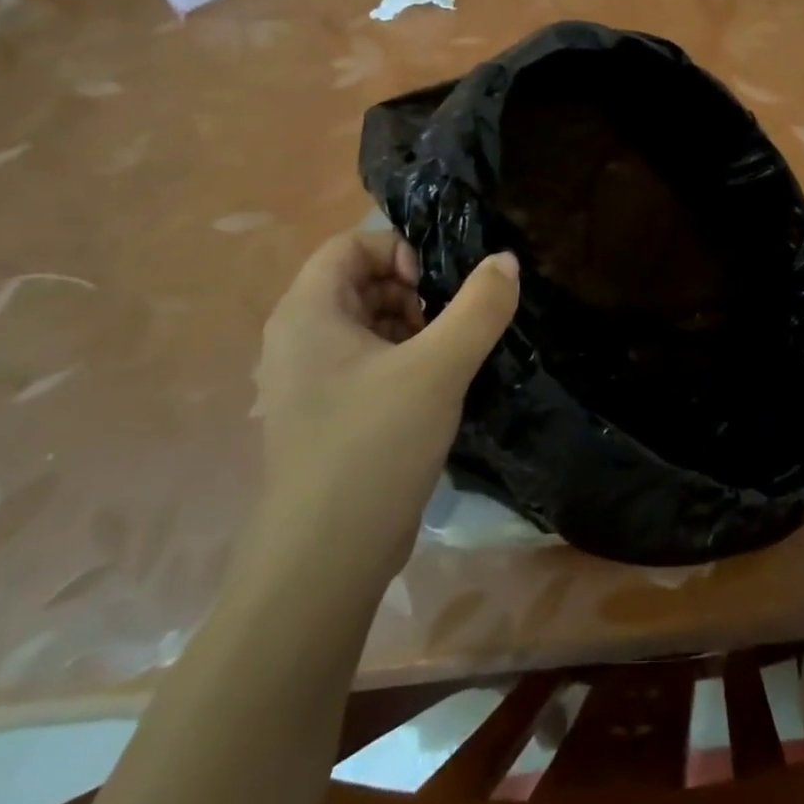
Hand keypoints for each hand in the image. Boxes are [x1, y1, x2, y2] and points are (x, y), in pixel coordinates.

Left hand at [253, 225, 519, 570]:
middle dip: (413, 291)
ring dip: (414, 328)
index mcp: (307, 313)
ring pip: (368, 324)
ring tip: (449, 357)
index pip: (351, 245)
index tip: (437, 286)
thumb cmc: (373, 446)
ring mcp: (309, 380)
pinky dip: (404, 360)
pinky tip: (436, 388)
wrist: (326, 558)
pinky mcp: (328, 414)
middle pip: (360, 282)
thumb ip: (479, 307)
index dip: (399, 251)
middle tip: (450, 323)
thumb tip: (505, 260)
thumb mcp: (439, 368)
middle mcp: (298, 339)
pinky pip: (368, 362)